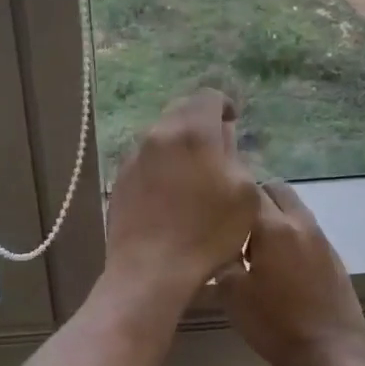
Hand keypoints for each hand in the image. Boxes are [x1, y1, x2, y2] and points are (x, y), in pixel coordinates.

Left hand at [105, 91, 260, 295]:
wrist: (151, 269)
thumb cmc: (207, 232)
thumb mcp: (244, 194)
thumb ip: (235, 156)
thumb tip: (223, 139)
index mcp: (192, 131)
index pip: (208, 96)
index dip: (224, 107)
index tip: (233, 126)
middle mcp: (158, 134)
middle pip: (182, 111)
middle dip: (200, 123)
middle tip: (216, 149)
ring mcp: (134, 156)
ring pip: (161, 135)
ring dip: (179, 145)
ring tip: (193, 174)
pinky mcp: (120, 178)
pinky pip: (145, 159)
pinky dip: (161, 165)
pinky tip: (169, 193)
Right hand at [221, 181, 364, 365]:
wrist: (330, 356)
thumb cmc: (274, 324)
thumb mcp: (232, 293)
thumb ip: (222, 257)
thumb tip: (218, 241)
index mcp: (274, 227)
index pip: (250, 188)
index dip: (230, 194)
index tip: (215, 209)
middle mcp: (301, 224)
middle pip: (277, 189)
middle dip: (257, 198)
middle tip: (238, 227)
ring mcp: (322, 240)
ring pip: (295, 209)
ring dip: (276, 217)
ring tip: (258, 249)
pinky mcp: (334, 259)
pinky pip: (308, 232)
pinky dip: (292, 237)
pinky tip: (281, 268)